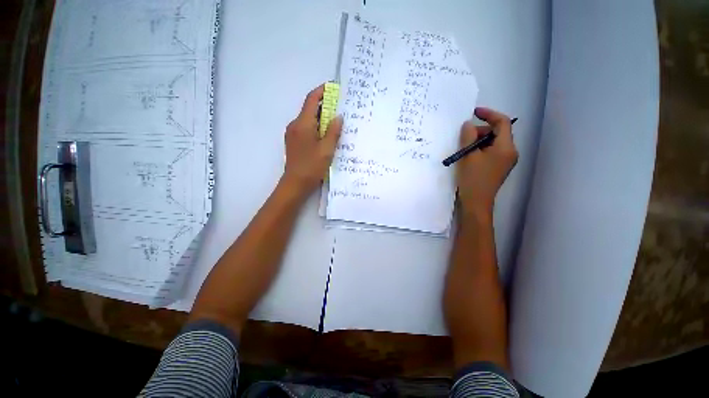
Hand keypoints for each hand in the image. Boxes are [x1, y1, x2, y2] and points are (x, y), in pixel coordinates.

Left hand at [282, 84, 342, 193]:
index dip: (322, 91)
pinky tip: (326, 134)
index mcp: (302, 124)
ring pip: (308, 119)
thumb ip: (333, 132)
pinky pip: (306, 128)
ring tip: (336, 120)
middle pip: (309, 109)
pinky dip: (317, 126)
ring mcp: (293, 134)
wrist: (295, 184)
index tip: (334, 88)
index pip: (311, 100)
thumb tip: (338, 117)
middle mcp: (295, 125)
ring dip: (321, 117)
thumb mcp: (326, 149)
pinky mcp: (294, 142)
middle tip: (340, 107)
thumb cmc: (311, 167)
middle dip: (324, 105)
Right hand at [456, 107, 517, 216]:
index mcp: (506, 147)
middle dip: (480, 131)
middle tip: (463, 138)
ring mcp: (505, 160)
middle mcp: (510, 152)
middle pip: (497, 132)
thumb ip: (468, 136)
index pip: (502, 122)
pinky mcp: (498, 167)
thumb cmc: (472, 179)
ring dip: (478, 141)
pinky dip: (479, 149)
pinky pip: (490, 151)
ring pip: (492, 142)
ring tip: (463, 149)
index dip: (489, 113)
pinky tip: (468, 156)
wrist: (476, 202)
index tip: (474, 112)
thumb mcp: (468, 156)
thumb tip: (468, 124)